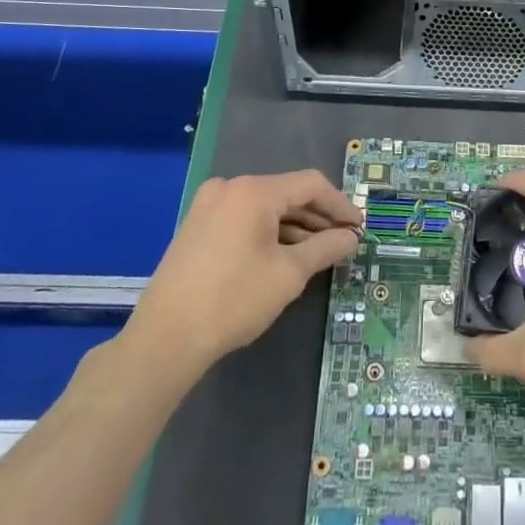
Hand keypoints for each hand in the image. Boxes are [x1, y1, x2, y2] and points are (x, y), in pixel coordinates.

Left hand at [126, 170, 361, 373]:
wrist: (165, 339)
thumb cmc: (233, 300)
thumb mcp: (289, 274)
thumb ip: (325, 248)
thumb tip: (351, 237)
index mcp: (253, 191)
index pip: (311, 185)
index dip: (340, 205)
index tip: (359, 228)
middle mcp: (230, 188)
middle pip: (287, 194)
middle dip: (318, 218)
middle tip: (343, 242)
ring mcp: (209, 206)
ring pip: (265, 208)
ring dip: (295, 227)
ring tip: (319, 253)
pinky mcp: (197, 227)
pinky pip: (244, 219)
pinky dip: (269, 233)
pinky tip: (285, 256)